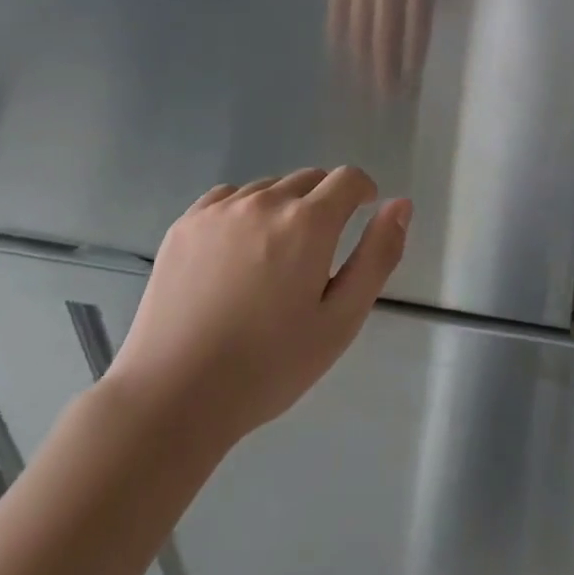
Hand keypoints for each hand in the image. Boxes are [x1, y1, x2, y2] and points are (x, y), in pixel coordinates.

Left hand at [108, 168, 409, 448]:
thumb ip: (377, 255)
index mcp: (308, 223)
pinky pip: (229, 198)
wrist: (173, 396)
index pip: (347, 178)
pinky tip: (236, 254)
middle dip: (324, 202)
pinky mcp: (185, 224)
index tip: (362, 214)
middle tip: (316, 254)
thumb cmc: (269, 366)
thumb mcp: (341, 319)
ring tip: (273, 259)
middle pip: (309, 178)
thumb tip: (400, 204)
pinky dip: (244, 212)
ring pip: (269, 188)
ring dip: (284, 208)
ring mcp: (219, 210)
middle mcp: (264, 201)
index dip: (362, 192)